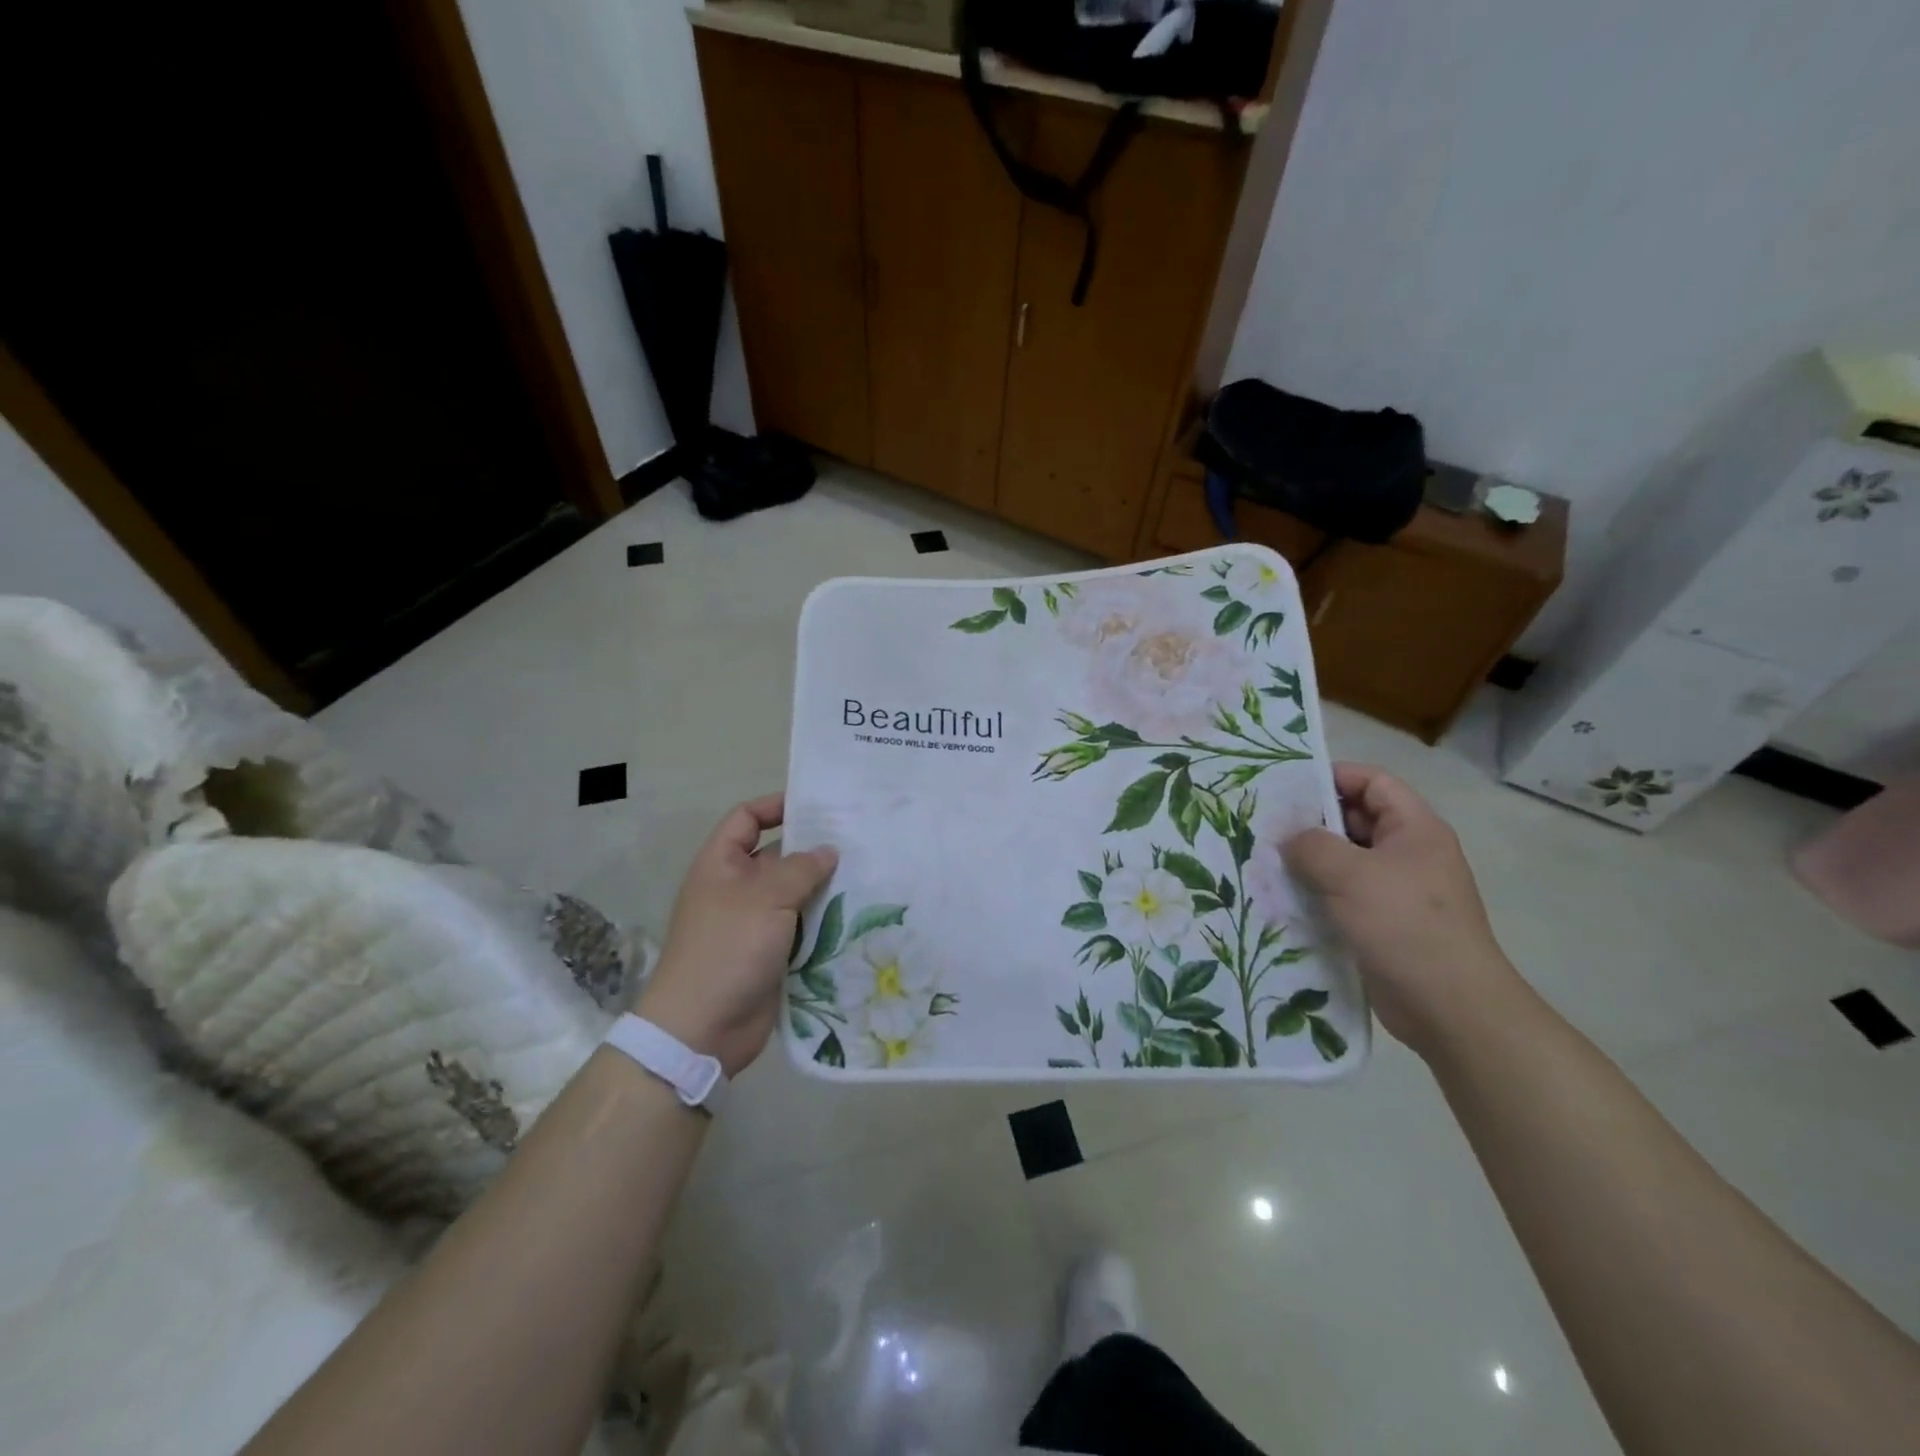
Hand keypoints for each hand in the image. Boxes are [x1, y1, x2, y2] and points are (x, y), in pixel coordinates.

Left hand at [634, 795, 837, 1078]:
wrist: (702, 1029)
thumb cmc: (727, 949)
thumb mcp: (765, 898)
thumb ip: (801, 869)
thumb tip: (828, 851)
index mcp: (721, 865)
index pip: (746, 819)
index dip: (776, 806)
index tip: (817, 806)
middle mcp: (736, 888)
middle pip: (778, 856)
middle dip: (813, 849)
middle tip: (859, 841)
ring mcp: (754, 923)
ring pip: (795, 894)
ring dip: (825, 888)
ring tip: (869, 874)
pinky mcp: (771, 954)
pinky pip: (802, 928)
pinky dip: (825, 922)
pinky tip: (858, 915)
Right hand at [1283, 763, 1526, 1056]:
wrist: (1449, 1007)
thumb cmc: (1404, 925)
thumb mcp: (1350, 874)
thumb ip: (1311, 845)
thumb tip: (1288, 840)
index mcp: (1414, 829)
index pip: (1373, 782)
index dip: (1332, 777)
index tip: (1286, 786)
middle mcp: (1408, 853)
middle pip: (1354, 820)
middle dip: (1310, 822)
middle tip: (1263, 825)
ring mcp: (1396, 890)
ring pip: (1344, 861)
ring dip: (1307, 861)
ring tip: (1263, 861)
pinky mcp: (1382, 923)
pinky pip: (1342, 895)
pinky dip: (1315, 893)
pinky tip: (1281, 898)